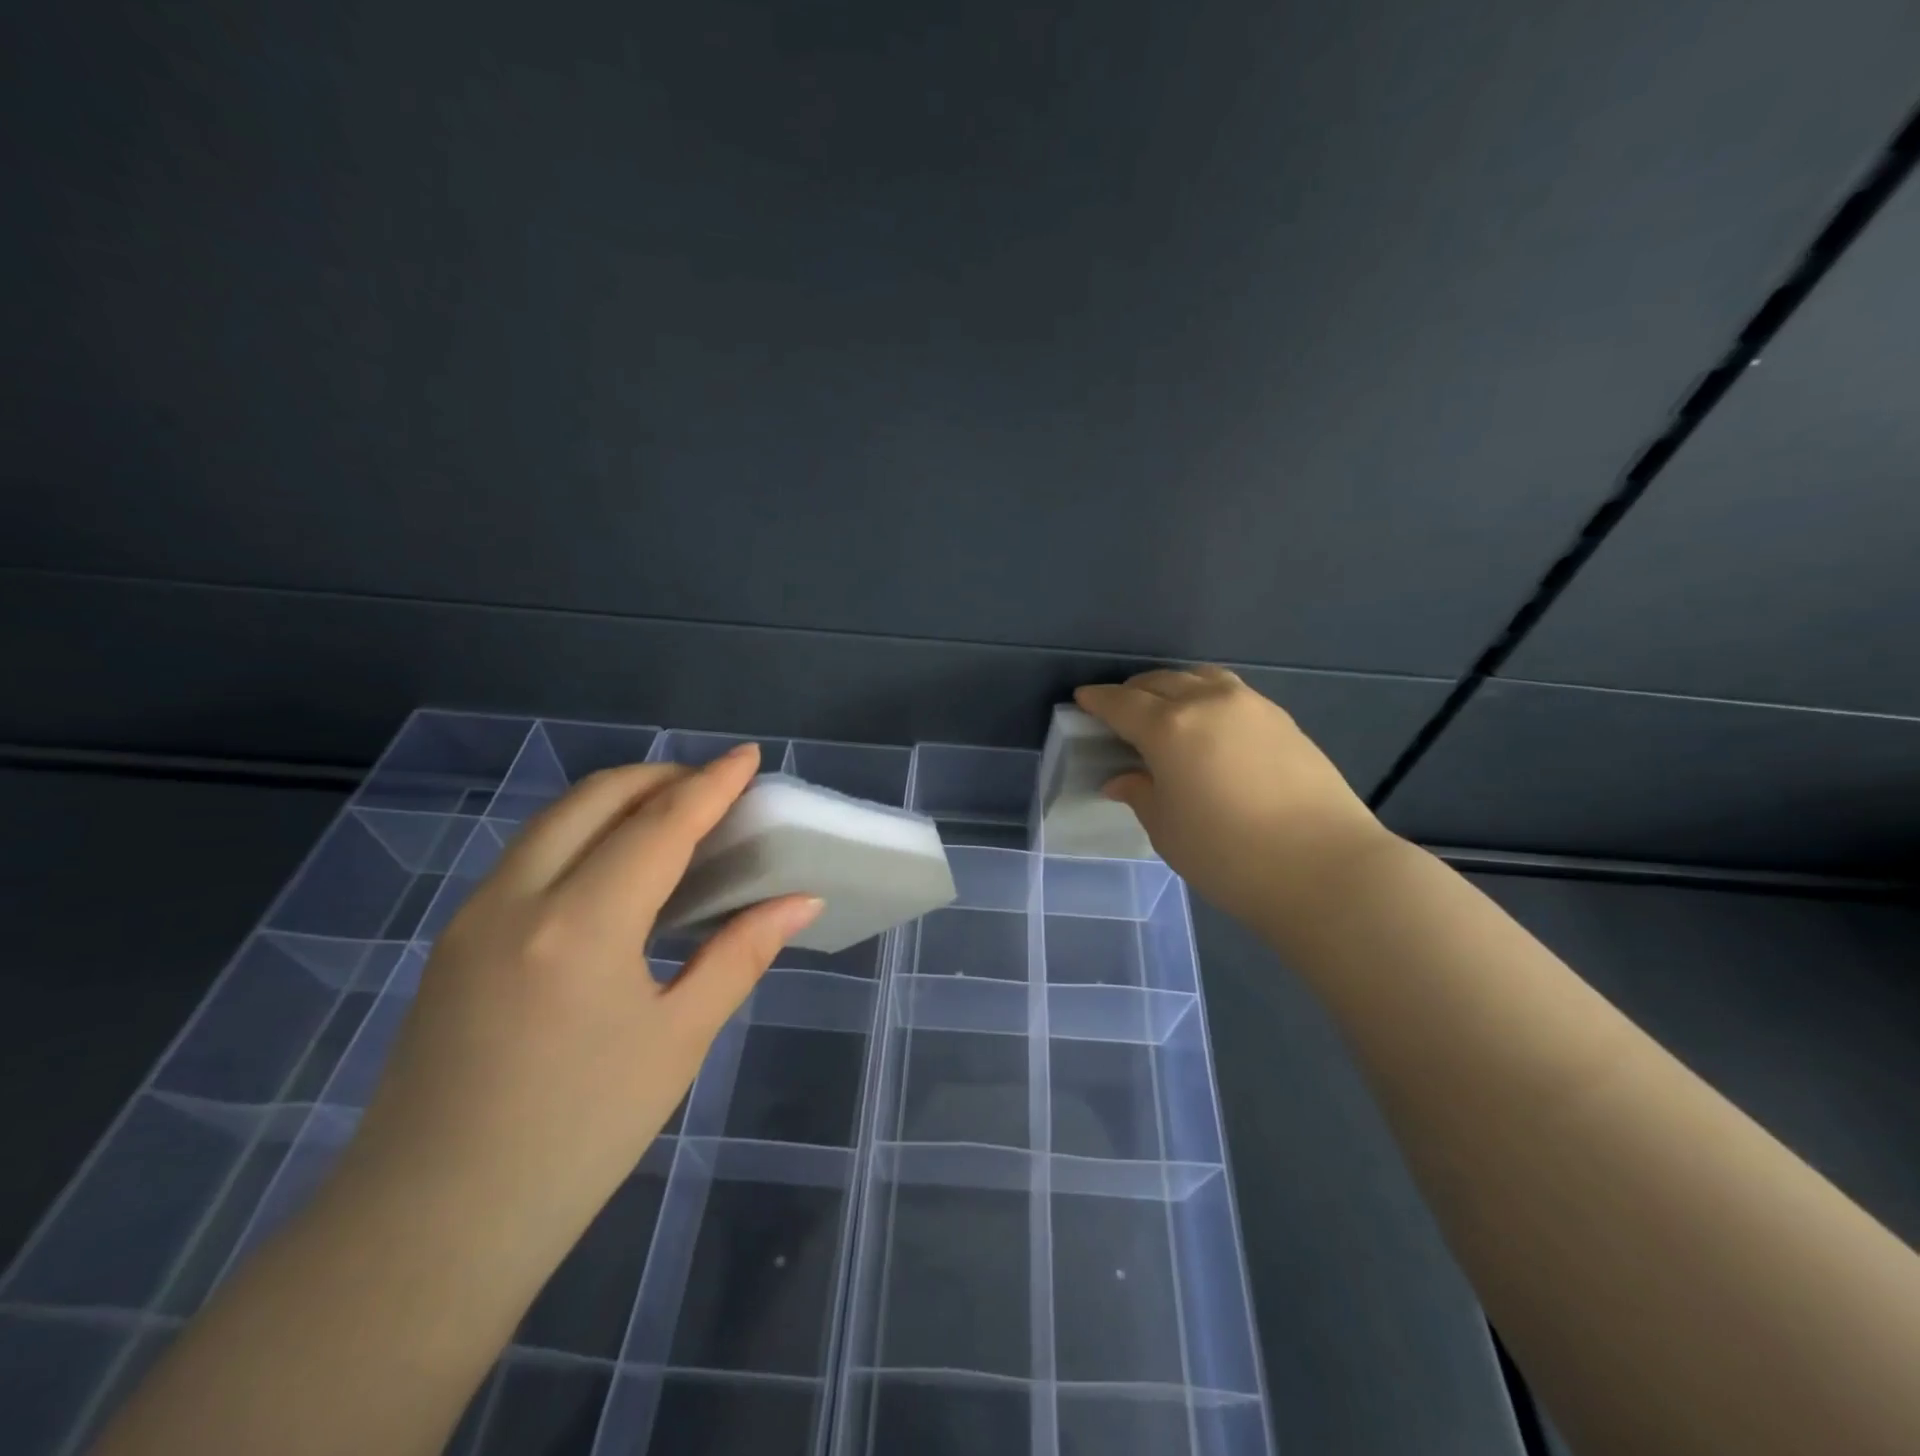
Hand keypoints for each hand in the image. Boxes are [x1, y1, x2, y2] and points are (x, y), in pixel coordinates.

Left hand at [339, 743, 822, 1255]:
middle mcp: (517, 899)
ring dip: (617, 800)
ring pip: (554, 820)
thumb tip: (799, 900)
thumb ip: (741, 955)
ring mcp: (473, 916)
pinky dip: (582, 834)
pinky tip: (614, 869)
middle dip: (660, 777)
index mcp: (581, 926)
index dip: (711, 785)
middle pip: (595, 799)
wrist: (430, 1229)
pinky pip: (528, 855)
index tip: (749, 755)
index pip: (659, 826)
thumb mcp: (678, 1041)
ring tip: (672, 818)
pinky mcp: (454, 940)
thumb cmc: (578, 1138)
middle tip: (713, 788)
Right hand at [1075, 668, 1392, 925]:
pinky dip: (1207, 697)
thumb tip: (1122, 778)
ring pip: (1199, 678)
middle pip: (1160, 682)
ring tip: (1164, 711)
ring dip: (1173, 688)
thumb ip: (1141, 794)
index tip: (1083, 700)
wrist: (1327, 867)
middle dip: (1133, 693)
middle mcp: (1207, 702)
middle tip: (1120, 712)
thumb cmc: (1229, 855)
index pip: (1122, 703)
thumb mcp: (1168, 830)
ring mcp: (1250, 706)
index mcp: (1169, 727)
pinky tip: (1208, 724)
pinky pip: (1230, 692)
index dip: (1098, 701)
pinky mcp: (1282, 719)